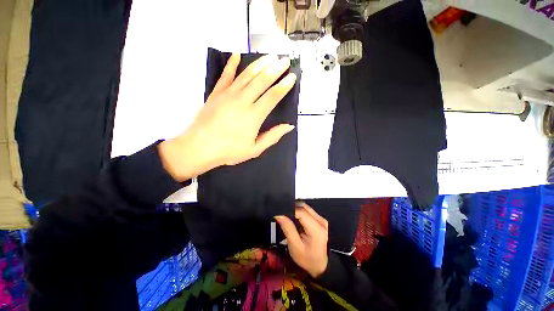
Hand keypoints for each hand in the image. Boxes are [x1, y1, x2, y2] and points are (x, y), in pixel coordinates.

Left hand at [159, 54, 296, 181]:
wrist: (199, 147)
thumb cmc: (229, 151)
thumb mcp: (255, 149)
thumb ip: (272, 137)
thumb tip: (289, 126)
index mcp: (254, 116)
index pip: (273, 96)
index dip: (284, 86)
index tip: (292, 77)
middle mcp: (242, 101)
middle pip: (262, 81)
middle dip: (275, 69)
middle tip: (285, 60)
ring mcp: (228, 94)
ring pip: (247, 75)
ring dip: (260, 64)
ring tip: (270, 56)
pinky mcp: (216, 93)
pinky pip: (225, 75)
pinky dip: (231, 64)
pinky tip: (236, 54)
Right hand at [275, 202, 328, 277]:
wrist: (321, 266)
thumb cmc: (308, 259)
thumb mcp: (295, 246)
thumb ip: (288, 228)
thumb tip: (279, 215)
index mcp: (316, 228)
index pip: (301, 211)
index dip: (289, 210)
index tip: (280, 214)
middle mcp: (321, 221)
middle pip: (304, 207)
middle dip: (292, 209)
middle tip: (283, 216)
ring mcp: (322, 219)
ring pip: (305, 207)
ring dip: (296, 210)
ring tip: (288, 218)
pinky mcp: (320, 220)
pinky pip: (308, 211)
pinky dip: (300, 213)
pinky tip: (295, 220)